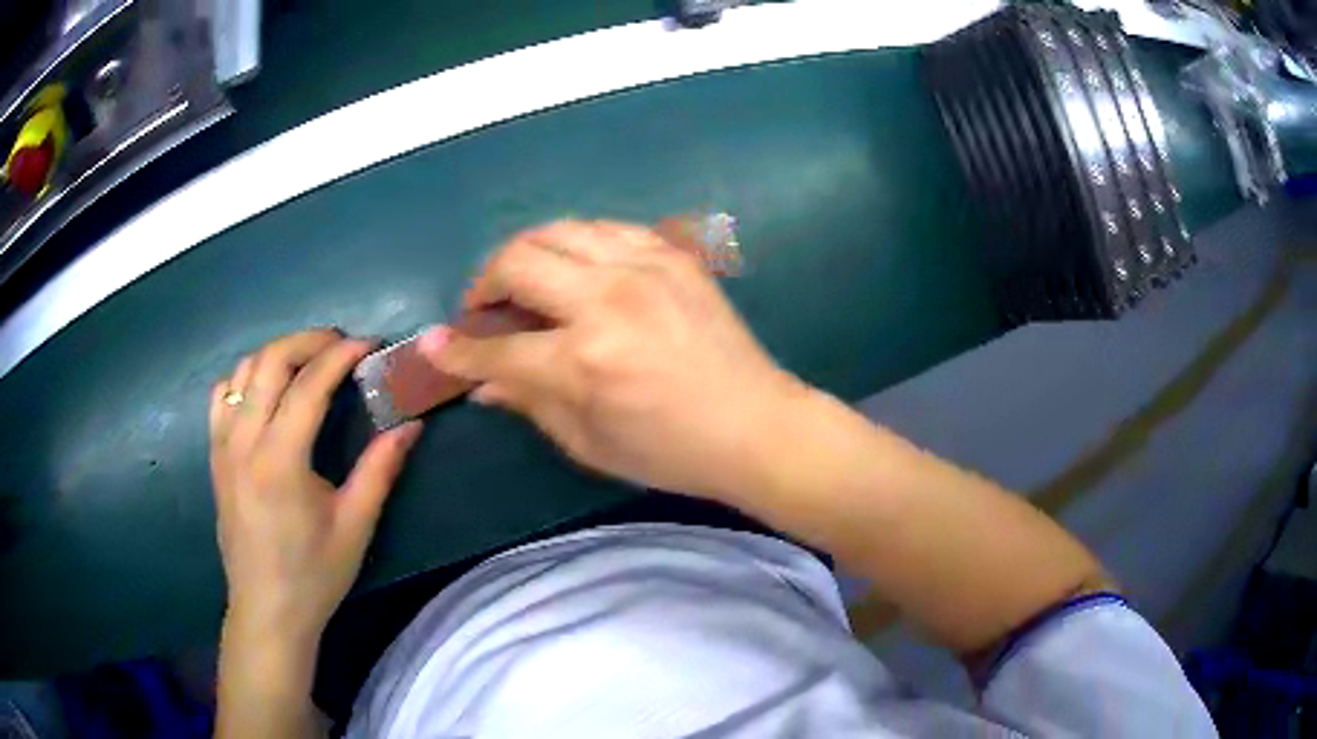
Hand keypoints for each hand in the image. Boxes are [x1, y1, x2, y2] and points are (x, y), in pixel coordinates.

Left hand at [210, 329, 421, 640]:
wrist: (267, 610)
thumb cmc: (314, 574)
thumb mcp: (355, 526)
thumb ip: (380, 469)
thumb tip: (410, 424)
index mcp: (280, 460)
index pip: (309, 385)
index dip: (341, 356)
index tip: (370, 344)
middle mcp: (245, 441)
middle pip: (270, 361)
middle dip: (308, 340)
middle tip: (340, 344)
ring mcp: (223, 445)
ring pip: (243, 371)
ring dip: (278, 354)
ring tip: (308, 360)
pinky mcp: (215, 455)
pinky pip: (221, 396)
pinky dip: (245, 378)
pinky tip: (266, 389)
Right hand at [419, 220, 803, 499]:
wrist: (756, 425)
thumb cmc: (671, 452)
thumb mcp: (589, 442)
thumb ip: (528, 402)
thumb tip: (478, 381)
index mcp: (584, 361)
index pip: (496, 349)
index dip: (456, 350)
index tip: (433, 345)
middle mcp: (608, 300)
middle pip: (518, 261)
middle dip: (485, 282)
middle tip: (484, 308)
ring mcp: (645, 268)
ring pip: (559, 230)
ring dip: (527, 253)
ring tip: (524, 282)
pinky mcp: (673, 256)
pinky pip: (607, 228)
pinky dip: (577, 243)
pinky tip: (576, 269)